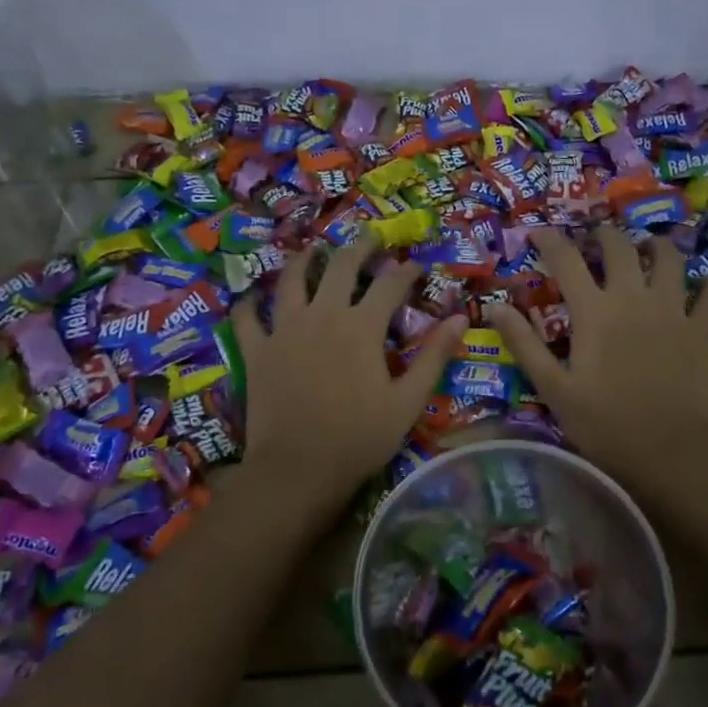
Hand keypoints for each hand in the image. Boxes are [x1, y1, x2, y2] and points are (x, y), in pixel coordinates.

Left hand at [230, 239, 465, 526]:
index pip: (390, 284)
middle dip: (358, 247)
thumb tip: (460, 319)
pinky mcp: (257, 350)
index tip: (417, 265)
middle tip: (368, 236)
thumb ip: (434, 357)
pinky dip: (249, 304)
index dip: (407, 270)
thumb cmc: (359, 438)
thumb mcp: (408, 402)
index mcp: (362, 327)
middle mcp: (323, 316)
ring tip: (312, 250)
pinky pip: (247, 318)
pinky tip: (252, 298)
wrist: (298, 469)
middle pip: (341, 267)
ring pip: (291, 281)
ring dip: (304, 261)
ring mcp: (284, 330)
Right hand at [486, 226, 707, 503]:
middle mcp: (633, 298)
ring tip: (647, 246)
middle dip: (604, 235)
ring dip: (655, 246)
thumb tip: (493, 306)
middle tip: (595, 238)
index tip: (537, 231)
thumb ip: (524, 343)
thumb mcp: (553, 388)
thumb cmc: (605, 423)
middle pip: (620, 248)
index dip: (549, 240)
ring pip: (669, 259)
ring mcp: (673, 310)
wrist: (671, 451)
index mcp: (594, 311)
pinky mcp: (701, 330)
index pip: (566, 260)